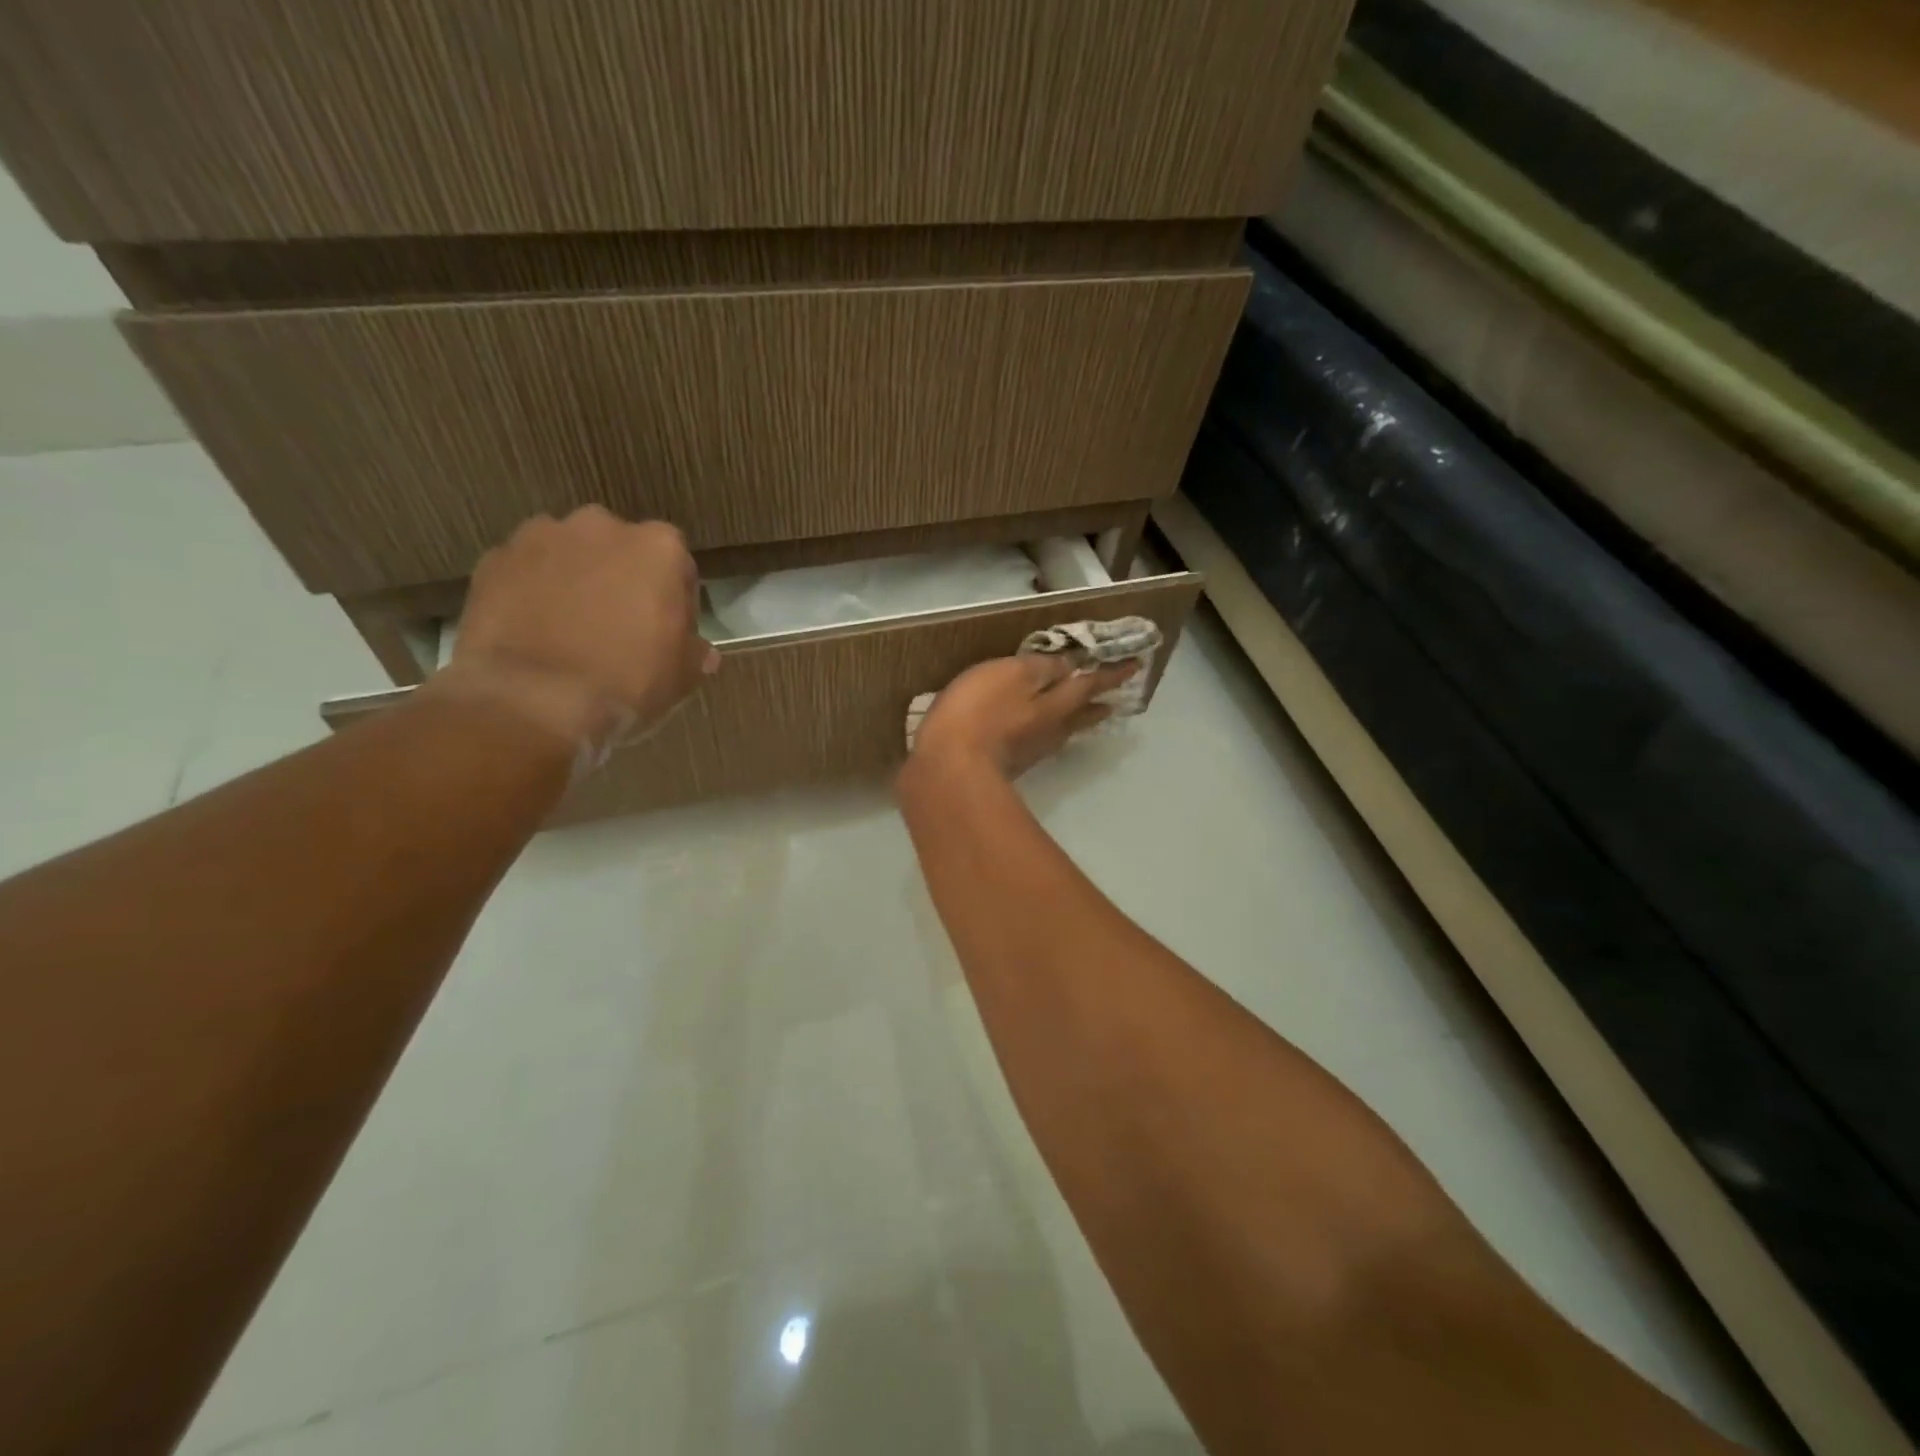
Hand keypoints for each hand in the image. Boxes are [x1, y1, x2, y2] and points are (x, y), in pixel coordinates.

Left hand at [423, 508, 717, 753]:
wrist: (533, 701)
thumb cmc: (626, 683)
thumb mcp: (682, 678)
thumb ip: (695, 653)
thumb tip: (700, 652)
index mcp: (658, 548)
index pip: (678, 567)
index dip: (676, 602)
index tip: (669, 633)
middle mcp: (601, 527)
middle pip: (621, 551)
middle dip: (622, 581)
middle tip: (619, 628)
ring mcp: (541, 538)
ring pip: (569, 555)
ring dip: (575, 581)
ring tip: (570, 630)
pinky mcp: (494, 561)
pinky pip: (525, 573)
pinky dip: (531, 593)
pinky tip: (534, 633)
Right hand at [908, 654, 1138, 780]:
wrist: (947, 771)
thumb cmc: (978, 713)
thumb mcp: (1011, 675)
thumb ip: (1041, 668)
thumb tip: (1070, 666)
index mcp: (1055, 703)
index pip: (1090, 683)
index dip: (1111, 673)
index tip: (1136, 666)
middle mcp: (1049, 729)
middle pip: (1079, 713)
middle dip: (1097, 703)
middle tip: (1114, 701)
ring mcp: (1029, 750)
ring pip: (1061, 730)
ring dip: (1075, 719)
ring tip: (1082, 713)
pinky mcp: (1007, 764)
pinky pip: (1037, 741)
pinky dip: (1046, 732)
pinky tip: (1037, 731)